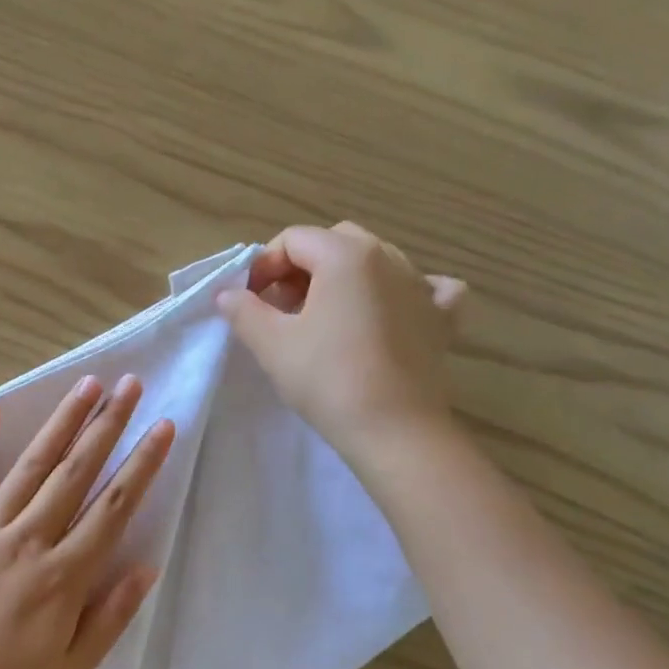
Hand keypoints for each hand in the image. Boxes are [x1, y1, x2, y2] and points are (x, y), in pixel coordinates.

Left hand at [0, 375, 174, 668]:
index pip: (113, 507)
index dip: (143, 464)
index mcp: (64, 577)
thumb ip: (112, 616)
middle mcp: (28, 541)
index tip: (163, 427)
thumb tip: (147, 565)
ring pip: (31, 466)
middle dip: (107, 425)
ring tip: (86, 385)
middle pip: (76, 472)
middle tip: (130, 384)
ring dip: (62, 422)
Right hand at [216, 222, 466, 459]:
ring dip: (343, 278)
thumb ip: (243, 310)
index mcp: (346, 256)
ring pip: (376, 261)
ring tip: (323, 317)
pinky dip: (402, 293)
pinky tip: (390, 312)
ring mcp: (422, 286)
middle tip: (282, 307)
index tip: (249, 300)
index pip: (294, 239)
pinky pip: (426, 288)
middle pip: (335, 242)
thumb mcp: (271, 344)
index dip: (264, 265)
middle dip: (302, 266)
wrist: (394, 429)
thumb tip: (227, 293)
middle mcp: (389, 258)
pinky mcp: (441, 318)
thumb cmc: (326, 379)